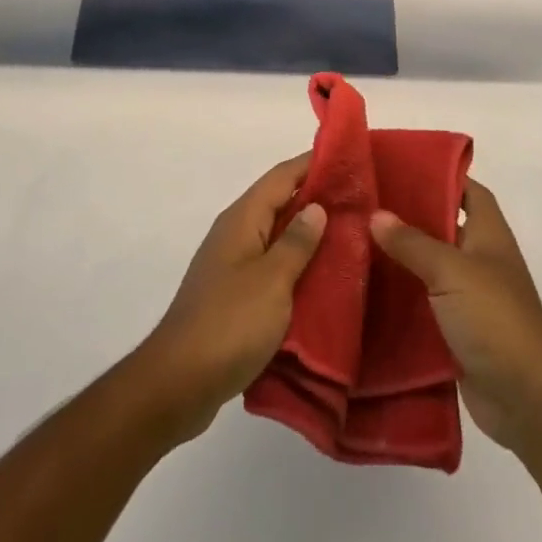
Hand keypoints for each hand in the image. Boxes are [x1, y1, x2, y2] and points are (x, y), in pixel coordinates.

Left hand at [136, 154, 326, 444]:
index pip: (281, 176)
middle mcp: (235, 235)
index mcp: (242, 220)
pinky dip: (297, 265)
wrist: (178, 383)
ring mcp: (233, 266)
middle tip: (362, 199)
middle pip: (279, 202)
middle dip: (317, 197)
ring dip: (309, 233)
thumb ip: (297, 242)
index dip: (313, 163)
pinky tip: (323, 278)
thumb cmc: (229, 324)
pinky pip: (272, 266)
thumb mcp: (272, 280)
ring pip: (277, 236)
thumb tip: (316, 206)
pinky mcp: (235, 296)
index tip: (349, 157)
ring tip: (352, 235)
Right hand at [370, 178, 541, 453]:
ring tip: (354, 244)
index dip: (442, 177)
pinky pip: (424, 306)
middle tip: (365, 206)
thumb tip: (376, 214)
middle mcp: (481, 261)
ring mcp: (470, 298)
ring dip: (400, 261)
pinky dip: (401, 300)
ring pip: (430, 269)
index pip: (470, 191)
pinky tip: (366, 293)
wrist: (525, 397)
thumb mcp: (451, 271)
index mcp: (490, 235)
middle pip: (444, 228)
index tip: (401, 169)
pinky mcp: (456, 332)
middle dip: (409, 218)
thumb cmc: (495, 319)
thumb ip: (413, 243)